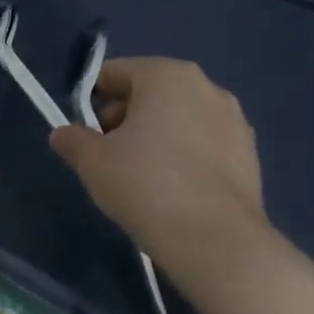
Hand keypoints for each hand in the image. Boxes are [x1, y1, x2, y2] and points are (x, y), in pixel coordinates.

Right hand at [49, 57, 274, 303]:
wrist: (215, 240)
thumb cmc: (145, 185)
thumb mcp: (93, 162)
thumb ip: (73, 140)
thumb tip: (63, 134)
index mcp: (167, 76)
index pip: (115, 73)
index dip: (91, 99)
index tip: (82, 131)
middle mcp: (206, 87)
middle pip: (150, 93)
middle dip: (124, 117)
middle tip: (107, 155)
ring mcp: (234, 121)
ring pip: (179, 119)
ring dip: (156, 137)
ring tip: (139, 176)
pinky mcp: (250, 155)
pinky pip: (203, 144)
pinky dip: (183, 157)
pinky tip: (171, 190)